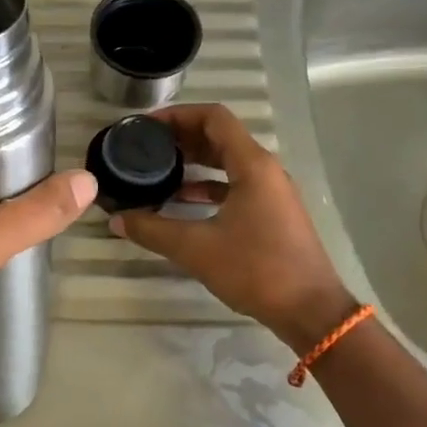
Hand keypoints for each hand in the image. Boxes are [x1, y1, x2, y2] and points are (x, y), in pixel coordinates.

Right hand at [110, 104, 351, 350]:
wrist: (310, 311)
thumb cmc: (256, 270)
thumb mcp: (196, 248)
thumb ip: (152, 230)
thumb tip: (116, 220)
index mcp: (252, 165)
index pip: (214, 118)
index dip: (178, 114)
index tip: (146, 126)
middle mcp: (264, 170)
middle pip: (220, 136)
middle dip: (181, 136)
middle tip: (145, 145)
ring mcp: (270, 192)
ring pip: (227, 161)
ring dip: (194, 160)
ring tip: (157, 168)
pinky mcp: (271, 213)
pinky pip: (235, 185)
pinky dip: (207, 185)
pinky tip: (181, 200)